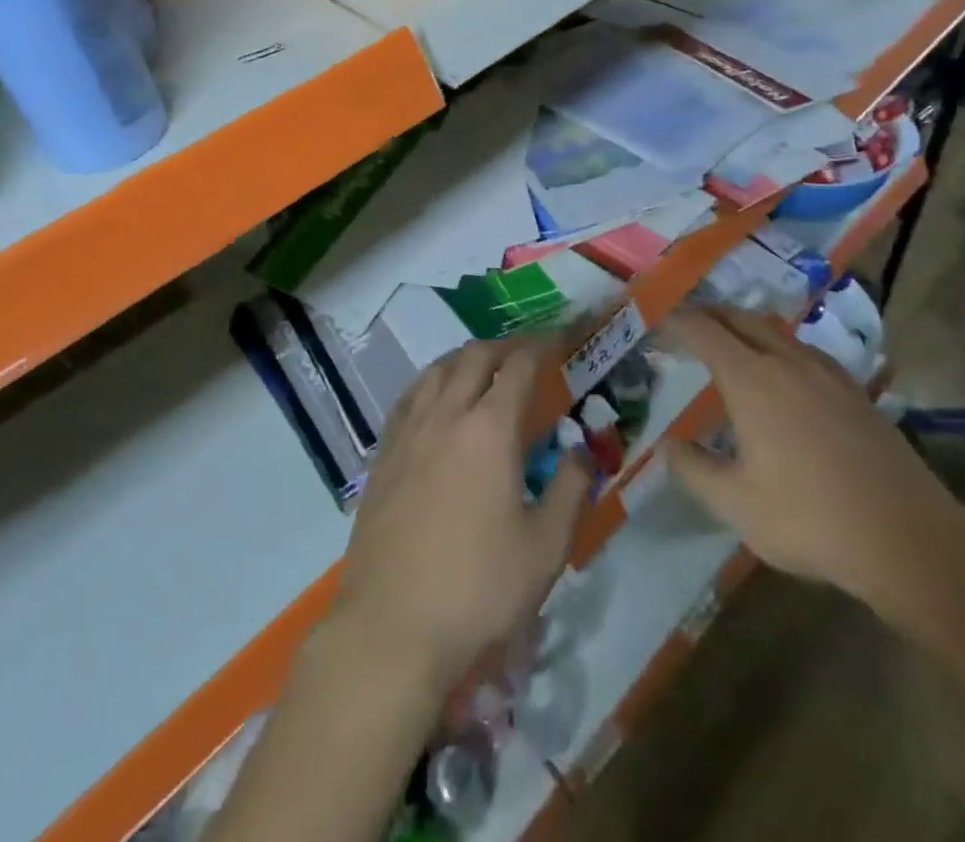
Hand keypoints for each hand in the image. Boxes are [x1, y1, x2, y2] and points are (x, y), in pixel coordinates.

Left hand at [333, 332, 591, 693]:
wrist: (391, 627)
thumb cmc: (478, 589)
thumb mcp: (546, 548)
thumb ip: (572, 489)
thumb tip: (582, 451)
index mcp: (490, 430)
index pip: (520, 366)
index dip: (544, 344)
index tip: (561, 337)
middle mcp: (446, 415)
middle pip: (475, 356)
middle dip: (506, 346)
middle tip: (528, 355)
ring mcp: (408, 432)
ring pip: (437, 370)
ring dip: (466, 358)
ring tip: (485, 368)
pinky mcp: (382, 454)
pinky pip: (410, 397)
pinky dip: (432, 382)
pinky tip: (436, 399)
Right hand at [660, 305, 964, 605]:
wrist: (909, 539)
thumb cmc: (810, 519)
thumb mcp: (736, 504)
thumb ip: (694, 469)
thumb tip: (667, 445)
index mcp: (751, 380)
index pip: (705, 331)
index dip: (679, 322)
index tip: (659, 322)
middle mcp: (787, 363)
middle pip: (742, 319)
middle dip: (710, 314)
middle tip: (688, 323)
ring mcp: (827, 374)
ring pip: (777, 331)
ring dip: (746, 326)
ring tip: (731, 340)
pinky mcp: (856, 392)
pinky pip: (806, 351)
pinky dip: (781, 346)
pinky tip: (786, 371)